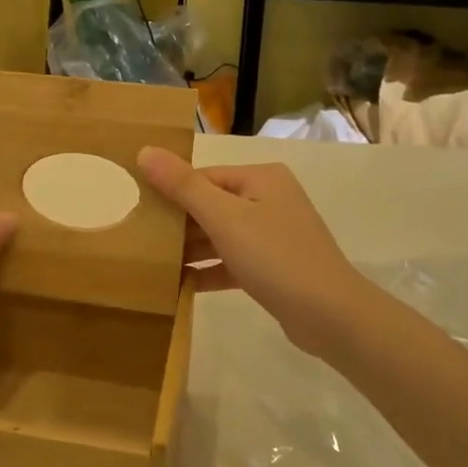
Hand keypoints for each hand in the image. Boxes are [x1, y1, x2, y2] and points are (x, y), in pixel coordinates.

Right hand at [136, 148, 371, 360]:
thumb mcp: (224, 218)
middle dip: (178, 224)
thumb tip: (145, 151)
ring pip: (221, 235)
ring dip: (191, 249)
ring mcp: (273, 234)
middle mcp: (269, 199)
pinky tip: (180, 285)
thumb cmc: (275, 257)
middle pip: (211, 205)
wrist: (330, 315)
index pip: (204, 176)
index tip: (137, 212)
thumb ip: (183, 186)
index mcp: (261, 178)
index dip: (171, 192)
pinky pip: (232, 262)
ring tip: (152, 264)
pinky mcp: (273, 267)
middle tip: (139, 240)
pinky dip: (209, 270)